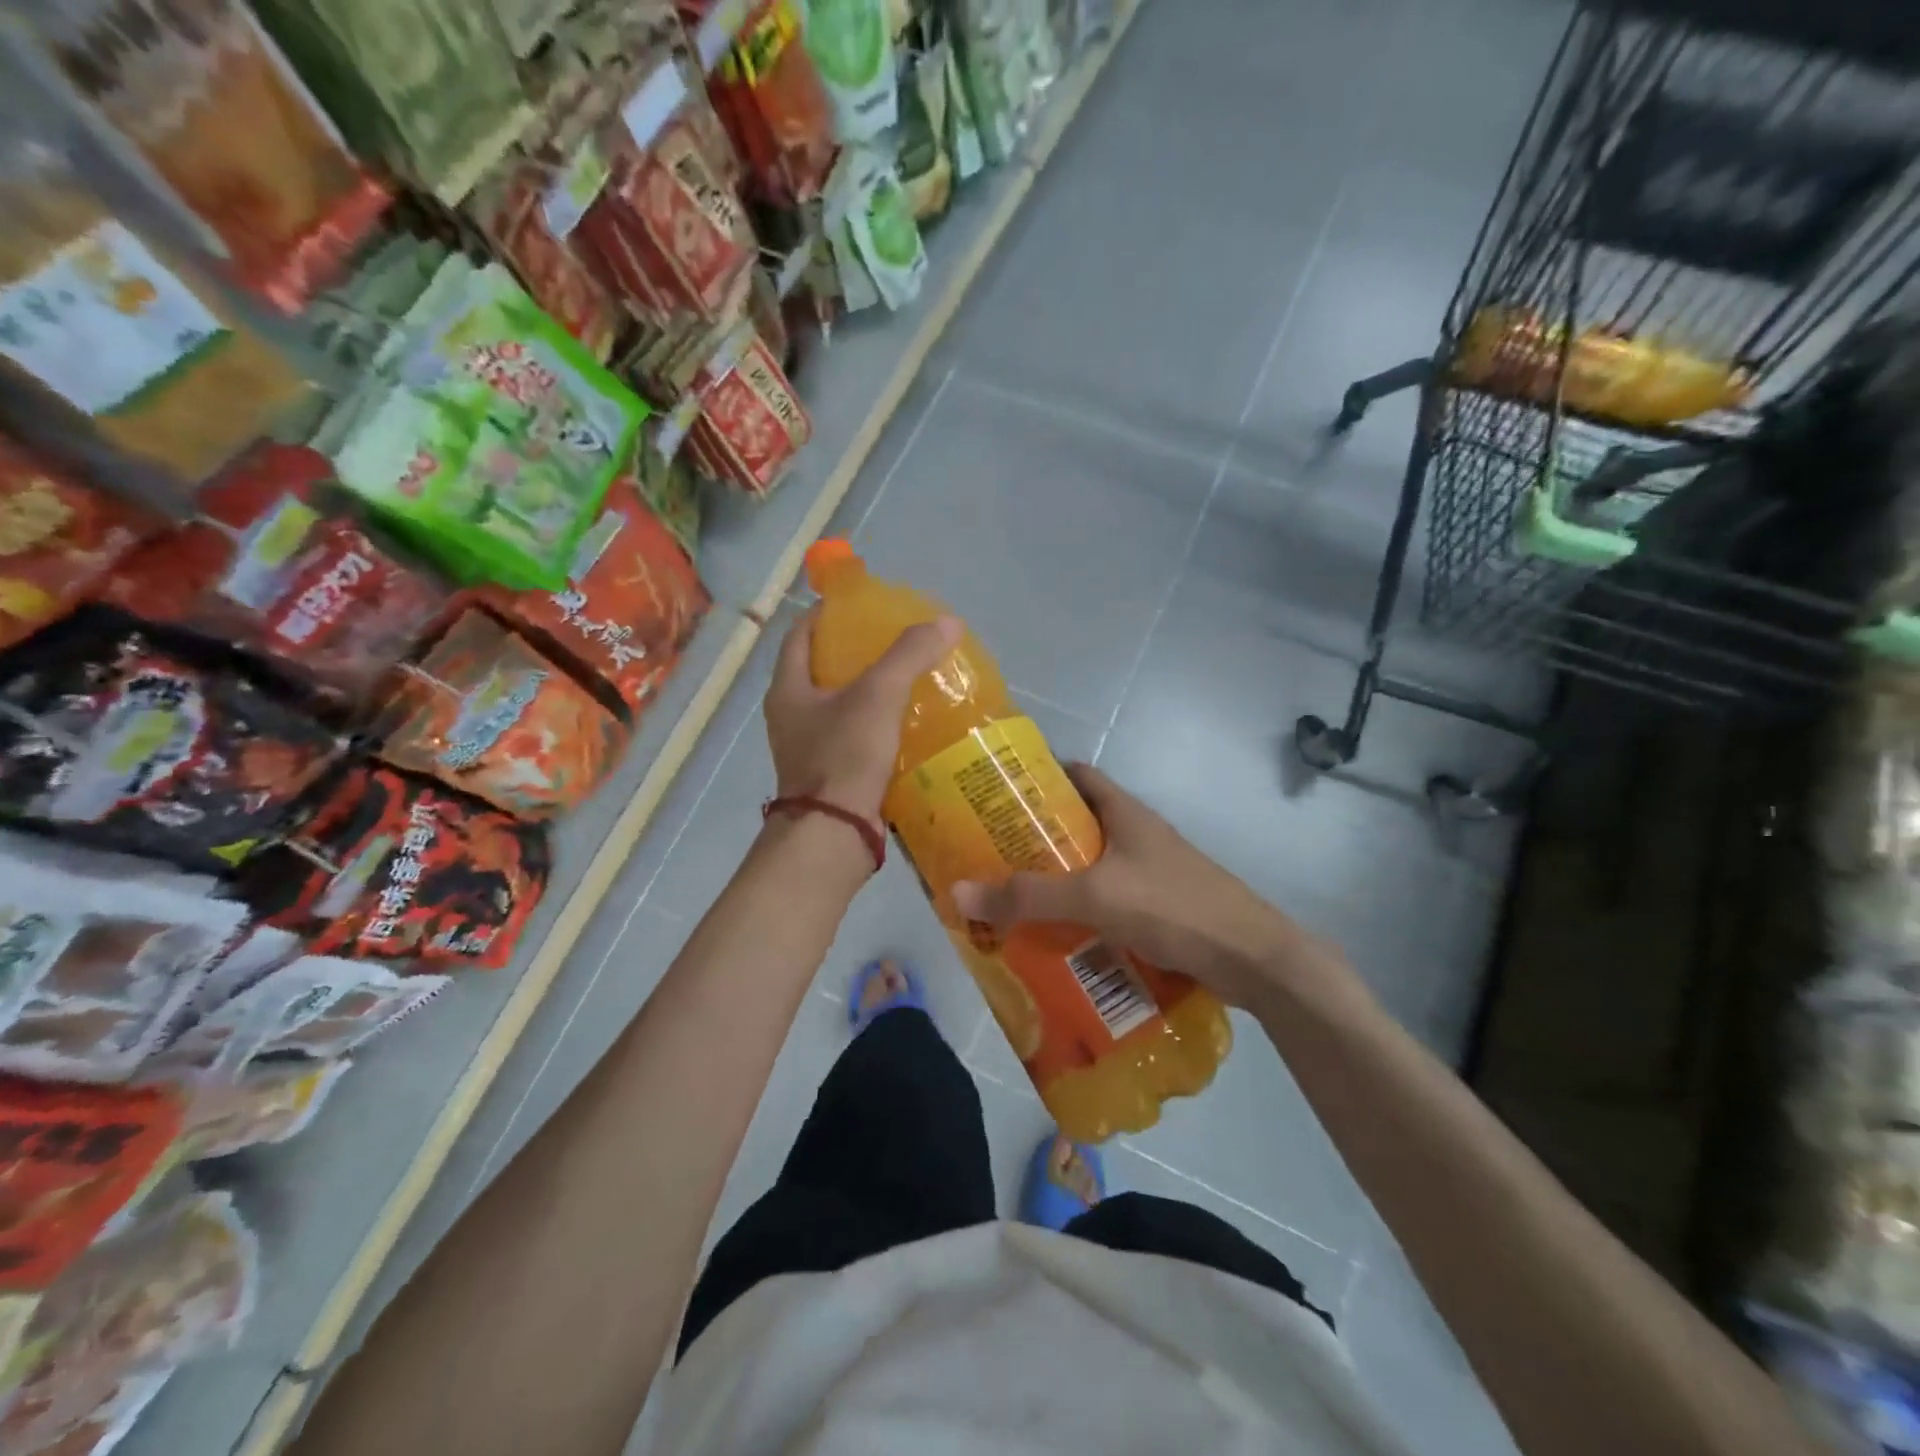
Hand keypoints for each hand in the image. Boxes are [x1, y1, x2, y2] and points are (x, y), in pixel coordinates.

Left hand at [763, 606, 960, 824]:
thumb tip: (947, 621)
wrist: (834, 834)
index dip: (827, 613)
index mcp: (788, 689)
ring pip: (840, 706)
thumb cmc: (844, 756)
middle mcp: (792, 716)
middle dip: (855, 652)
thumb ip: (909, 656)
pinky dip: (878, 725)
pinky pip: (855, 737)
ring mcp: (810, 748)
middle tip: (894, 640)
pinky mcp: (832, 774)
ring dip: (869, 691)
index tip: (861, 604)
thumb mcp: (878, 696)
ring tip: (908, 678)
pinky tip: (910, 722)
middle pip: (821, 669)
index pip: (800, 634)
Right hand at [951, 763, 1360, 1012]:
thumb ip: (1029, 896)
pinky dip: (1081, 912)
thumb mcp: (1095, 897)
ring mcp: (1151, 872)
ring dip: (1057, 879)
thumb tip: (959, 891)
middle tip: (990, 856)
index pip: (1076, 774)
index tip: (996, 794)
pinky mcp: (1159, 907)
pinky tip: (1055, 936)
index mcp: (1124, 812)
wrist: (1253, 959)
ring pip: (1091, 866)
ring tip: (1011, 898)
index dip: (1038, 777)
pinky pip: (1107, 901)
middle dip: (1036, 838)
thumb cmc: (1174, 907)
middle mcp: (1137, 834)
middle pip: (1078, 824)